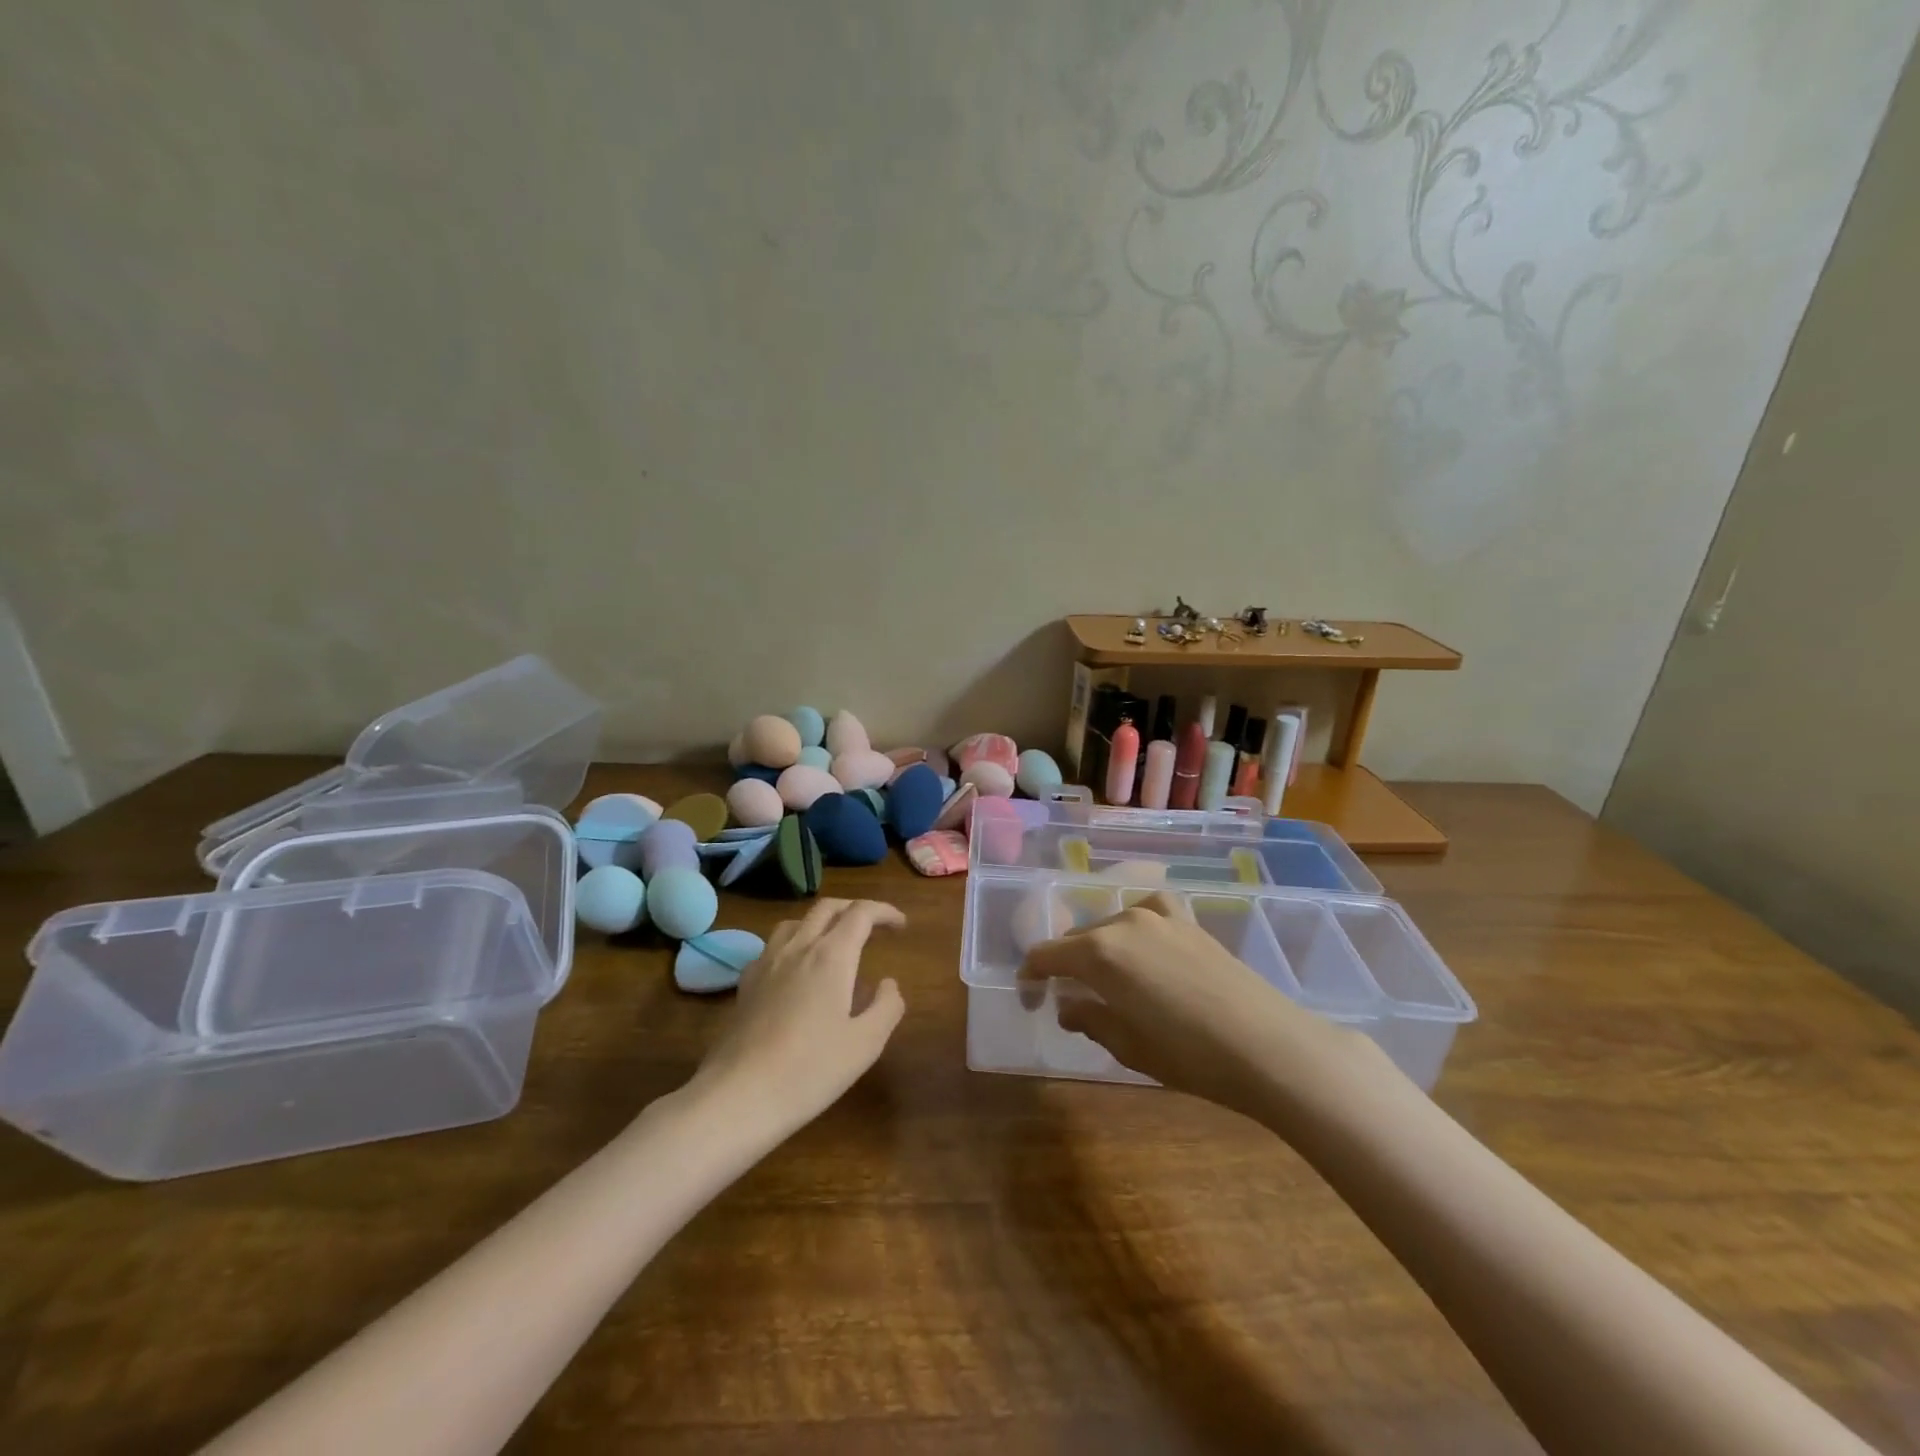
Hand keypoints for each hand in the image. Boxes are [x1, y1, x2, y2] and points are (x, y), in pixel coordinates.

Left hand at [690, 899, 906, 1137]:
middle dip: (855, 909)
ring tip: (836, 944)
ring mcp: (767, 962)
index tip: (901, 925)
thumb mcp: (866, 1044)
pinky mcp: (747, 983)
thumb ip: (886, 1006)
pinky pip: (774, 945)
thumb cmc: (810, 1070)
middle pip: (828, 908)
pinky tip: (797, 971)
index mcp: (832, 956)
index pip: (861, 913)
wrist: (738, 1096)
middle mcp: (799, 947)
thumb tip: (888, 983)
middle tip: (875, 927)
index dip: (884, 912)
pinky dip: (795, 943)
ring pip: (798, 921)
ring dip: (823, 922)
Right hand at [1018, 891, 1385, 1117]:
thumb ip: (1090, 1019)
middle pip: (1078, 937)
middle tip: (1068, 996)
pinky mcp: (1190, 922)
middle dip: (1065, 964)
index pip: (1047, 954)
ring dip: (1100, 947)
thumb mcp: (1129, 1046)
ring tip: (1107, 977)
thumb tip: (1068, 1006)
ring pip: (1112, 924)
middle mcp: (1124, 923)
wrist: (1268, 1045)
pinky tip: (1146, 948)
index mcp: (1099, 953)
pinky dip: (1135, 926)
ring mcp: (1160, 917)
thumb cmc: (1189, 1055)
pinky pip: (1148, 913)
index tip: (1029, 996)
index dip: (1031, 975)